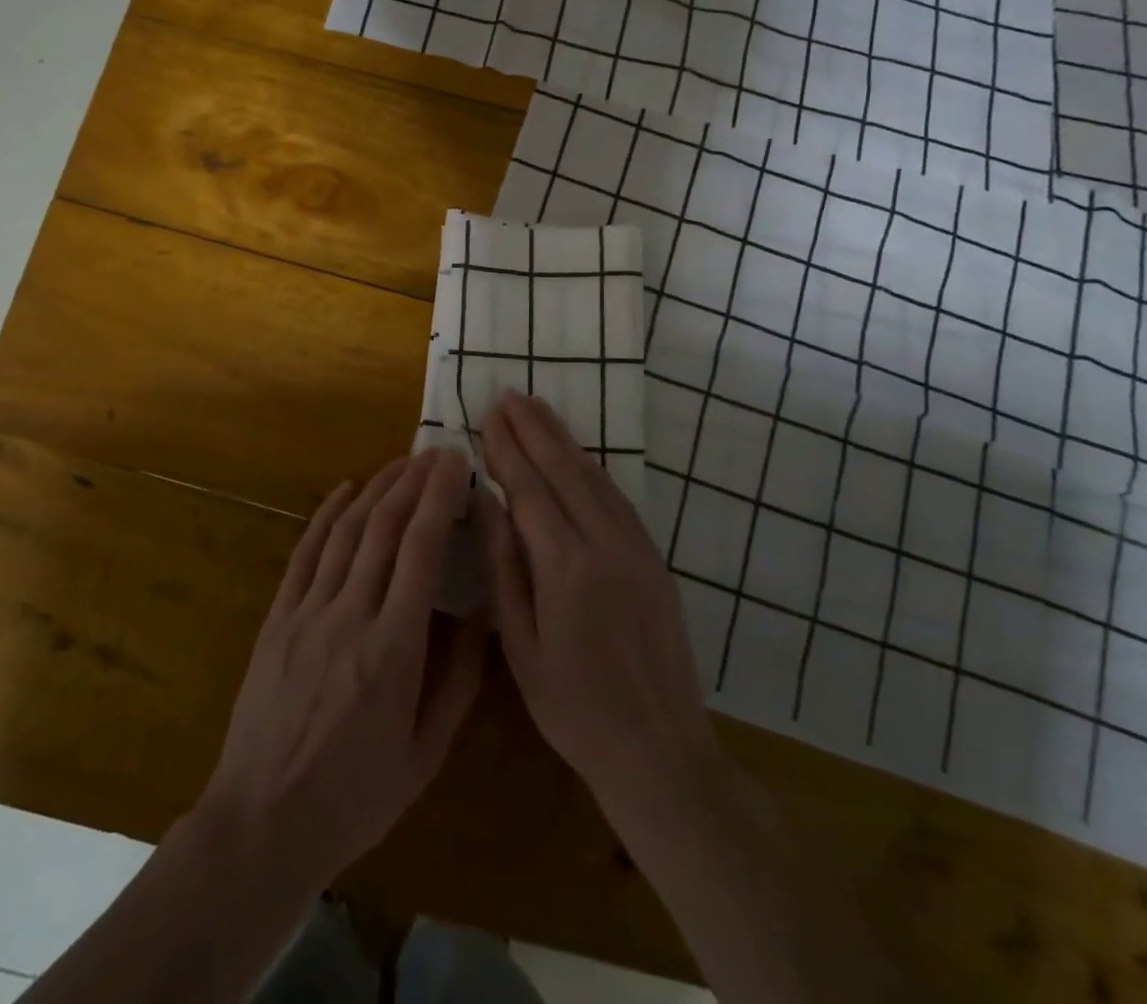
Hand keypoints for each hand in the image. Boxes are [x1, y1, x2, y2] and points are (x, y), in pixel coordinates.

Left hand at [194, 450, 487, 894]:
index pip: (421, 550)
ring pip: (346, 531)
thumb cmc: (355, 797)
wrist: (262, 823)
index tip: (456, 464)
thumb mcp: (425, 754)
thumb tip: (480, 612)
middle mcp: (350, 615)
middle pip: (384, 528)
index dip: (439, 498)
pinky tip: (345, 490)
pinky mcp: (278, 618)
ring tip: (400, 463)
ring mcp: (307, 612)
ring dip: (375, 489)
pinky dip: (327, 515)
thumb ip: (459, 680)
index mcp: (393, 648)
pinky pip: (305, 553)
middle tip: (435, 453)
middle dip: (413, 481)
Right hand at [478, 393, 722, 842]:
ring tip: (538, 411)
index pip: (529, 489)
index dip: (506, 450)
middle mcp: (605, 545)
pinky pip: (618, 499)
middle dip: (534, 429)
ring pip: (595, 478)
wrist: (660, 751)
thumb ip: (504, 568)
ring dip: (564, 440)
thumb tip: (488, 504)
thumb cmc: (574, 708)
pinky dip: (592, 469)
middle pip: (565, 470)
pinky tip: (578, 457)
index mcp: (566, 568)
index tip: (487, 416)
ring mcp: (637, 549)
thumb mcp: (521, 647)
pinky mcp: (655, 560)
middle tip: (510, 395)